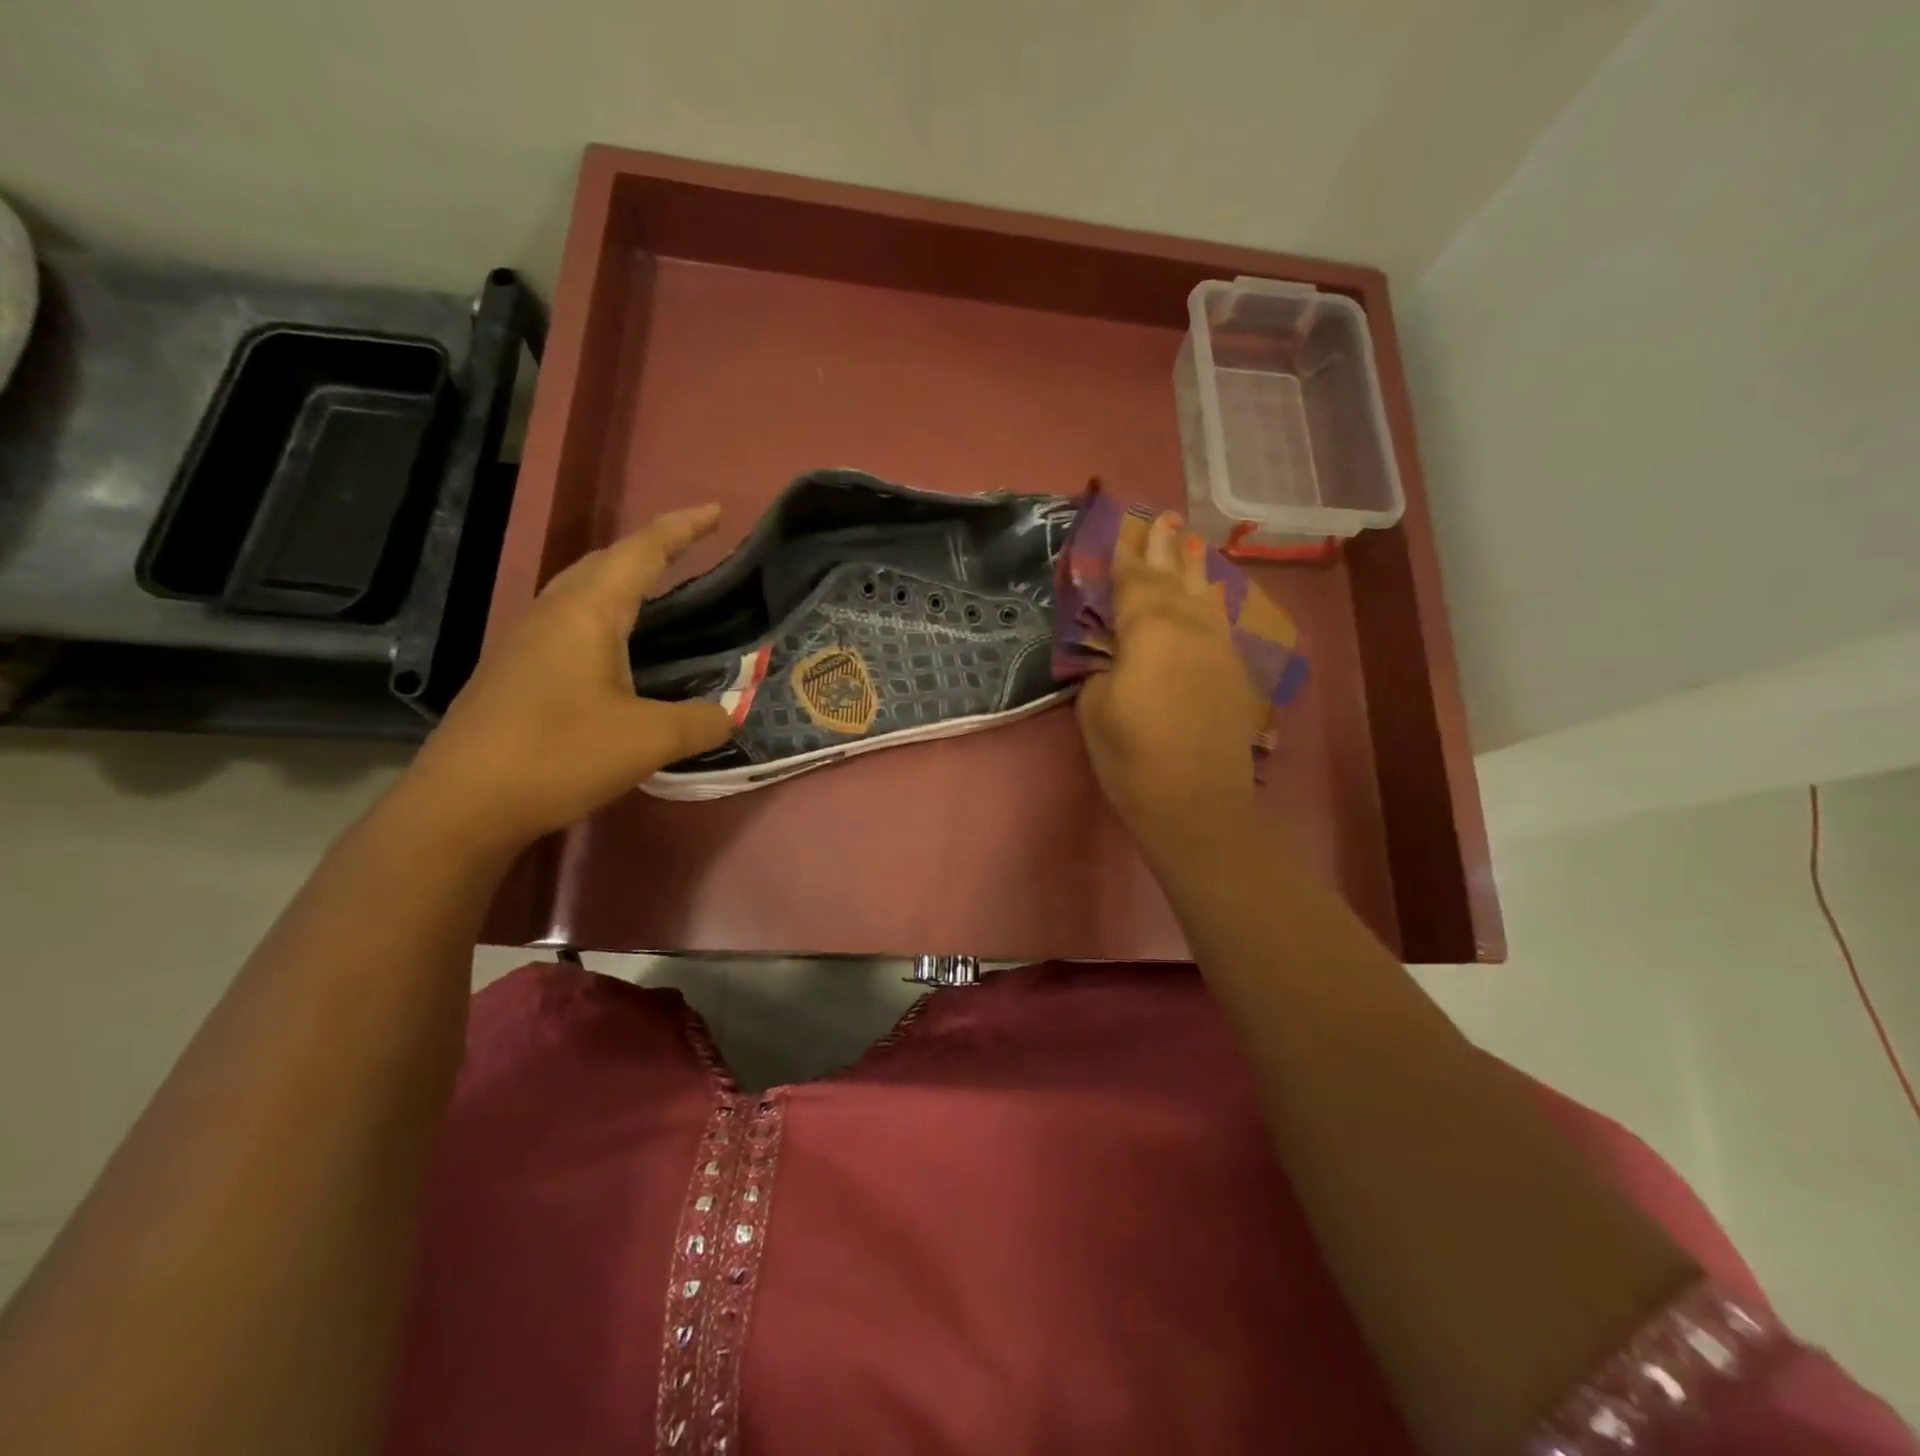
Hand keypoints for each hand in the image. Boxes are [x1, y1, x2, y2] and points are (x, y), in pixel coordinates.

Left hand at [404, 506, 734, 849]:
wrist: (463, 803)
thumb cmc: (559, 754)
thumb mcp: (649, 740)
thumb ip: (699, 721)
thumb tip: (729, 715)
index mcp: (587, 612)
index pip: (642, 552)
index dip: (681, 528)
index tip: (715, 511)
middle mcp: (553, 613)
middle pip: (604, 562)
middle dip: (650, 549)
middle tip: (690, 552)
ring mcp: (527, 641)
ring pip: (581, 591)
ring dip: (622, 581)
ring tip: (659, 594)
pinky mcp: (516, 672)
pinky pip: (569, 622)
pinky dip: (604, 617)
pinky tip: (618, 651)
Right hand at [1077, 512, 1261, 848]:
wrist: (1196, 803)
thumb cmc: (1132, 756)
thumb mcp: (1094, 707)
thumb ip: (1103, 666)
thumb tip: (1114, 651)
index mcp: (1149, 630)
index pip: (1133, 580)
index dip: (1125, 552)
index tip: (1123, 523)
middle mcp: (1189, 626)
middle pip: (1174, 576)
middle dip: (1164, 546)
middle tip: (1162, 516)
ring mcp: (1218, 647)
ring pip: (1205, 593)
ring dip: (1194, 565)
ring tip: (1190, 541)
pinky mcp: (1234, 671)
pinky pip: (1221, 620)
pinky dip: (1213, 599)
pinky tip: (1211, 592)